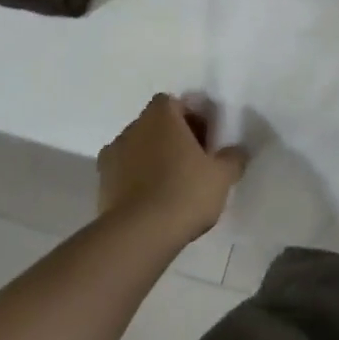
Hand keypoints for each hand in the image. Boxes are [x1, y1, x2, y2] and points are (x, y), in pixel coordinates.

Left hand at [97, 94, 247, 243]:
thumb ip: (233, 158)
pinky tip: (155, 202)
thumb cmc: (184, 192)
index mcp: (160, 116)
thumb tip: (237, 152)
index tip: (206, 140)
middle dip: (173, 138)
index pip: (175, 103)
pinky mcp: (101, 186)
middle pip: (156, 125)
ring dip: (154, 159)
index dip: (191, 118)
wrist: (138, 236)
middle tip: (194, 162)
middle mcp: (132, 128)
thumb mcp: (222, 175)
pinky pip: (125, 174)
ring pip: (139, 149)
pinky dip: (138, 181)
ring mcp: (111, 157)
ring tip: (174, 186)